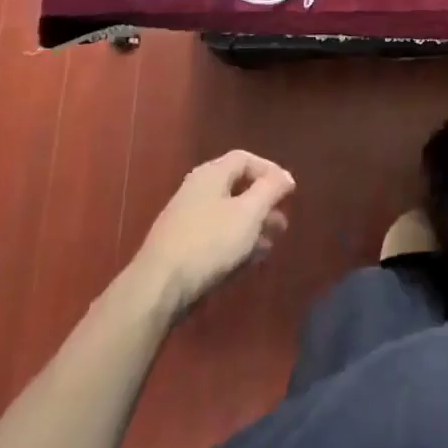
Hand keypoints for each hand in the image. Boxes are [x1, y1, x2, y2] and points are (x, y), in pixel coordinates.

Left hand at [130, 151, 294, 318]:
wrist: (158, 288)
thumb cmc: (209, 242)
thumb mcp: (249, 213)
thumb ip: (270, 189)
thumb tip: (285, 176)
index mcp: (211, 175)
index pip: (245, 159)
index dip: (270, 171)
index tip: (289, 191)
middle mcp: (196, 191)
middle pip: (237, 188)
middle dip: (263, 204)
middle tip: (282, 222)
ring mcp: (186, 219)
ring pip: (227, 215)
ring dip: (252, 227)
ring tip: (270, 245)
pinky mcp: (181, 247)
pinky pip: (215, 236)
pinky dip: (235, 243)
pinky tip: (247, 262)